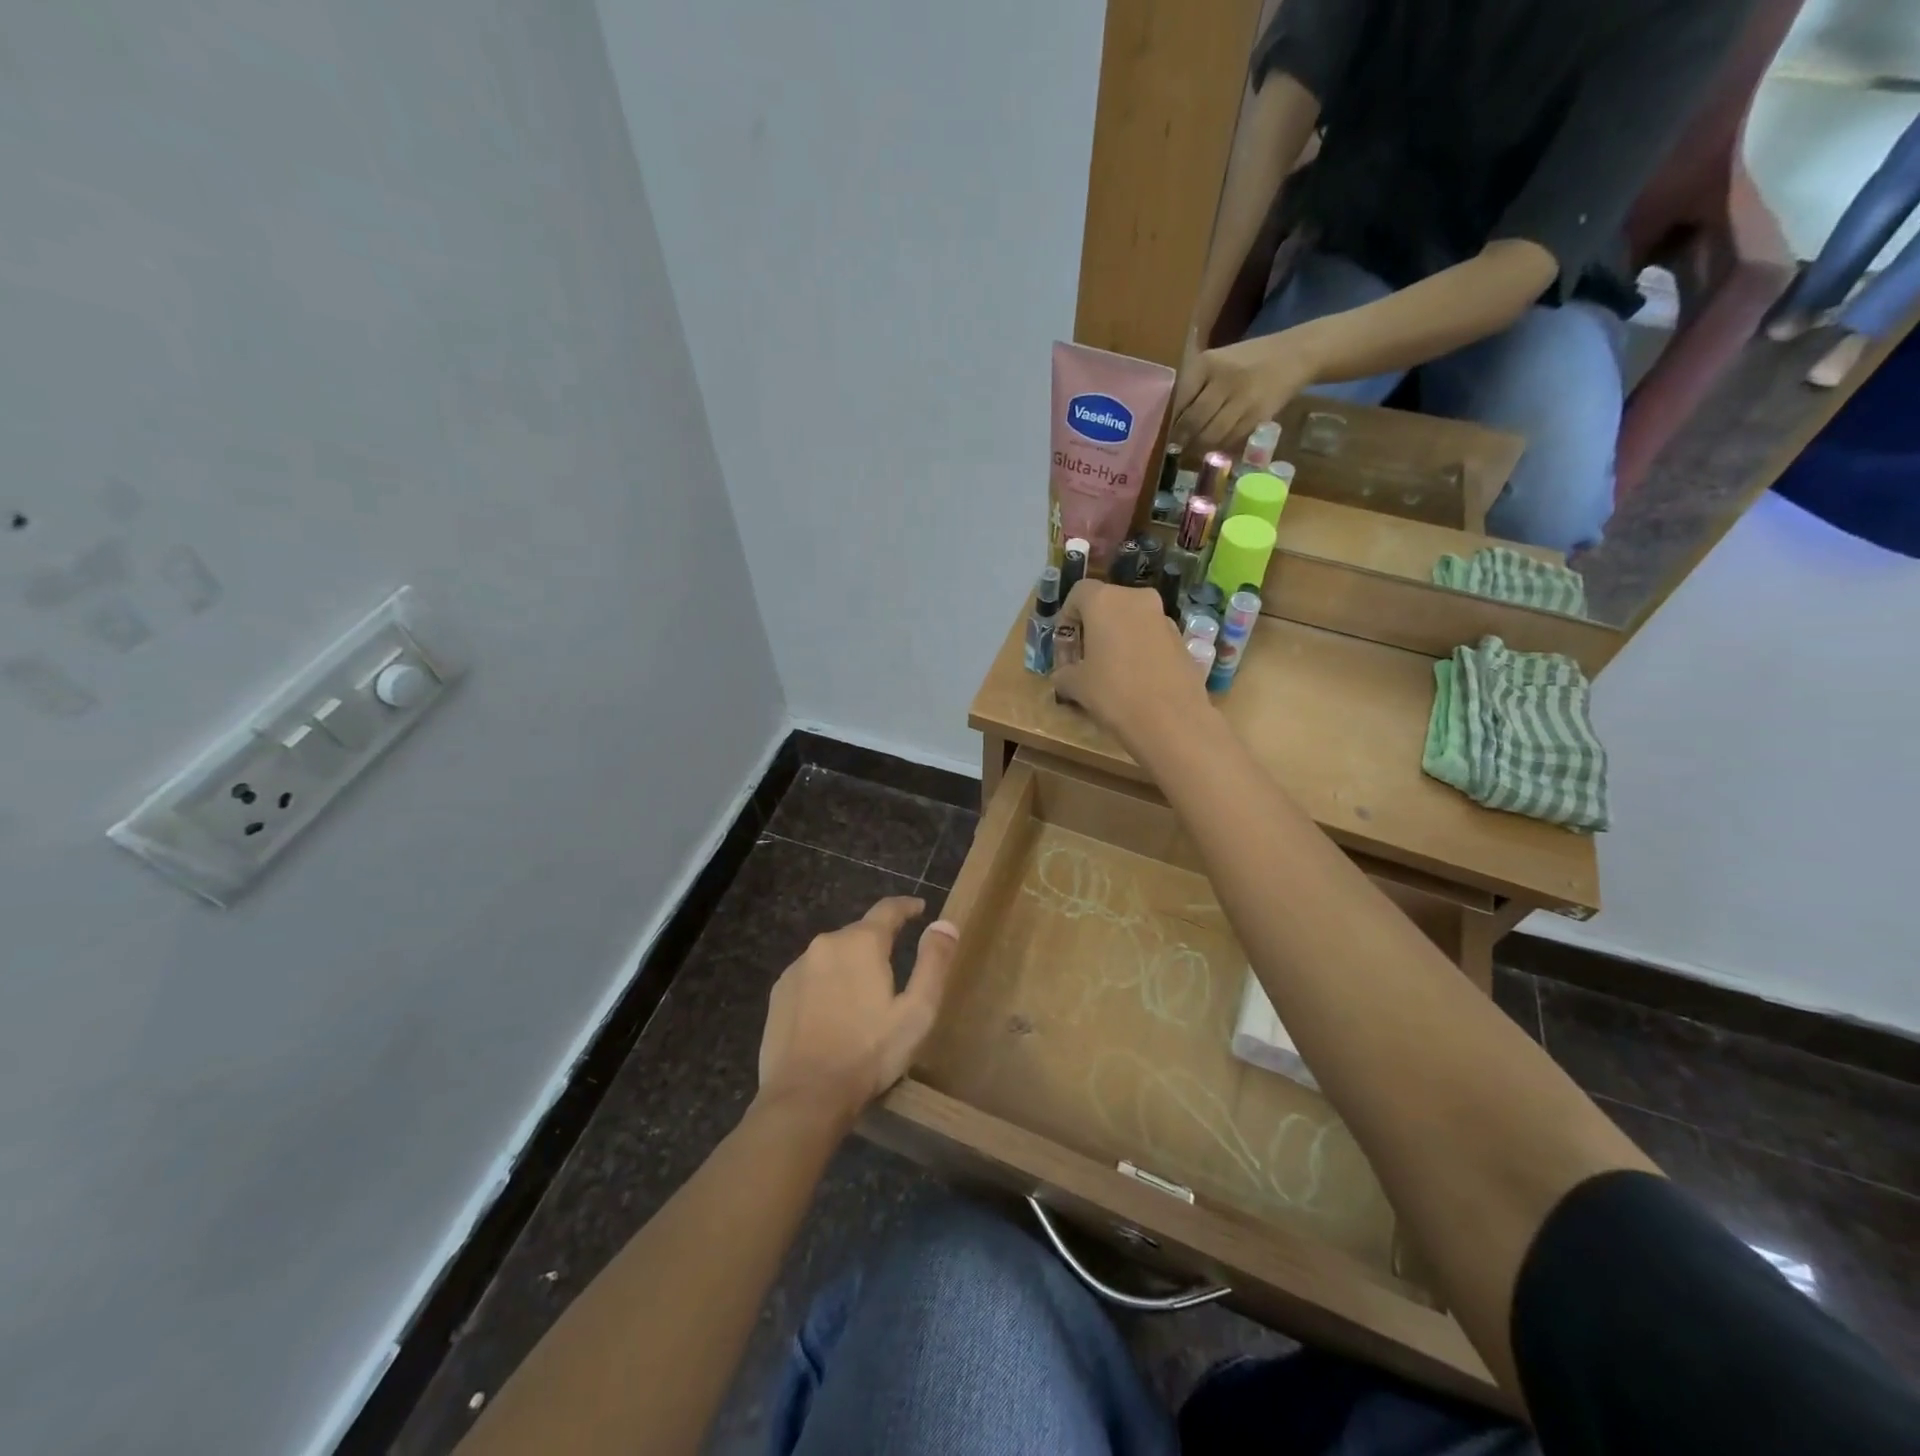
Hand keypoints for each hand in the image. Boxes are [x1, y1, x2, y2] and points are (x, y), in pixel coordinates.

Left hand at [756, 897, 958, 1130]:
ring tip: (863, 996)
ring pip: (833, 955)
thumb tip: (945, 924)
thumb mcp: (917, 1011)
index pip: (888, 909)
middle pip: (859, 933)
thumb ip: (933, 962)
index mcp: (862, 943)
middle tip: (893, 968)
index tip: (919, 909)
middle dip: (878, 943)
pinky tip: (832, 1012)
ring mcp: (797, 967)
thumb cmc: (869, 1053)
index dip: (906, 907)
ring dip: (850, 965)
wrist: (805, 1096)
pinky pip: (812, 976)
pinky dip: (826, 984)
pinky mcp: (779, 992)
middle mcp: (826, 944)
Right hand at [1051, 580, 1208, 752]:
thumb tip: (1063, 676)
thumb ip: (1064, 674)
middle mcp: (1137, 600)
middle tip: (1085, 656)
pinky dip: (1140, 650)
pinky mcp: (1182, 640)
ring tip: (1111, 671)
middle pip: (1108, 603)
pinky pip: (1152, 637)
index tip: (1066, 644)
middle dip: (1094, 626)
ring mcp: (1164, 618)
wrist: (1171, 720)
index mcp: (1105, 601)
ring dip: (1119, 637)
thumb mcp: (1076, 686)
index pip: (1079, 593)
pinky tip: (1137, 680)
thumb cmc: (1113, 693)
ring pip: (1133, 619)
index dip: (1067, 616)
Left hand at [1171, 330, 1320, 455]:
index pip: (1180, 399)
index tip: (1165, 431)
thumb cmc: (1246, 361)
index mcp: (1207, 363)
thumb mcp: (1217, 361)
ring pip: (1211, 434)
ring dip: (1199, 447)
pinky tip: (1215, 445)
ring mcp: (1242, 398)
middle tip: (1177, 447)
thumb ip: (1194, 386)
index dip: (1171, 420)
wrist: (1294, 355)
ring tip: (1193, 449)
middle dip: (1182, 439)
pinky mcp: (1258, 415)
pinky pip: (1231, 438)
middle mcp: (1224, 379)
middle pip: (1193, 421)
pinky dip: (1219, 446)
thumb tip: (1170, 420)